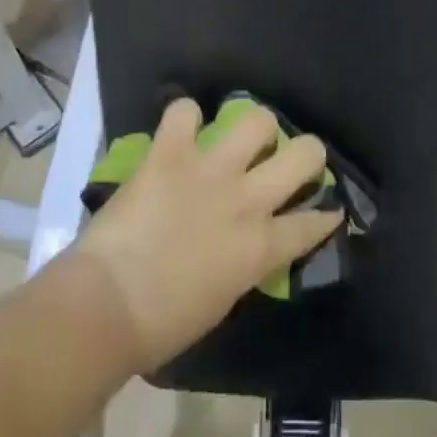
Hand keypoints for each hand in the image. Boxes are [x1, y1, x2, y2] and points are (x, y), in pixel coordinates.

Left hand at [71, 99, 343, 370]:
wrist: (106, 306)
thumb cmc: (162, 325)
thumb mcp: (222, 298)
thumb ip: (245, 262)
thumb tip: (248, 245)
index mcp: (261, 247)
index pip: (313, 222)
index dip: (326, 214)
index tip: (329, 209)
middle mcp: (247, 199)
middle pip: (305, 153)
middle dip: (307, 153)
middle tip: (290, 160)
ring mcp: (210, 170)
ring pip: (257, 120)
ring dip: (254, 128)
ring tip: (241, 139)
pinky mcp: (170, 153)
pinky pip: (184, 112)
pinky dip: (184, 118)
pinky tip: (181, 131)